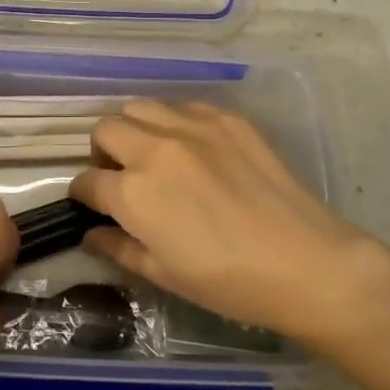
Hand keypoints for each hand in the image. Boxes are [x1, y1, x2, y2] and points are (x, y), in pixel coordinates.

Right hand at [70, 101, 378, 340]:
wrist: (306, 263)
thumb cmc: (229, 282)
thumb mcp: (164, 274)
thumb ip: (119, 248)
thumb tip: (91, 233)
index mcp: (134, 193)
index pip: (87, 181)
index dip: (83, 195)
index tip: (91, 203)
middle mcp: (155, 149)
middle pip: (105, 130)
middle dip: (101, 153)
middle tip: (120, 176)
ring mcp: (193, 127)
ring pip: (139, 107)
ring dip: (134, 129)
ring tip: (152, 155)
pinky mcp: (226, 119)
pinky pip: (183, 107)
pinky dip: (174, 123)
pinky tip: (193, 149)